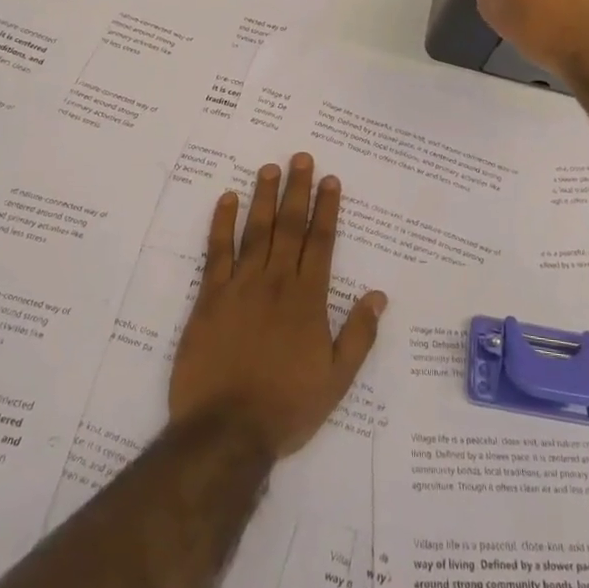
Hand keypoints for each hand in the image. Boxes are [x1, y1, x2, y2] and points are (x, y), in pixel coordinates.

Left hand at [170, 153, 387, 459]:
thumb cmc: (287, 406)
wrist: (227, 430)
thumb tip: (379, 295)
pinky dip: (222, 223)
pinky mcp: (209, 297)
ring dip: (263, 197)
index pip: (321, 242)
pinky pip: (217, 252)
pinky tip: (226, 199)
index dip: (327, 208)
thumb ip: (359, 334)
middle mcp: (277, 282)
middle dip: (297, 190)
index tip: (331, 180)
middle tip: (300, 157)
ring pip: (256, 231)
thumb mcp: (337, 379)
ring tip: (269, 168)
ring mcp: (240, 286)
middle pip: (289, 226)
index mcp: (309, 299)